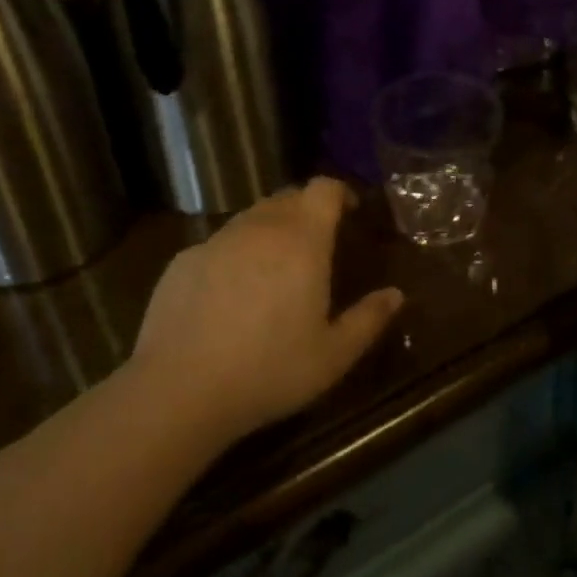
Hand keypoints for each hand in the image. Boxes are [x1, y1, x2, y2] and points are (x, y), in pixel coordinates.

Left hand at [130, 178, 404, 445]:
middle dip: (306, 210)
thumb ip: (369, 320)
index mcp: (302, 239)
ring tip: (274, 269)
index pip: (323, 188)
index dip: (339, 192)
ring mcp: (217, 239)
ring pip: (251, 218)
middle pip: (288, 197)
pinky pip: (219, 244)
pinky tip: (229, 295)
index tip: (349, 212)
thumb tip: (396, 295)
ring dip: (269, 230)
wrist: (180, 389)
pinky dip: (234, 255)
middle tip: (316, 244)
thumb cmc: (269, 370)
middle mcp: (260, 226)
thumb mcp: (333, 356)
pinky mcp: (184, 259)